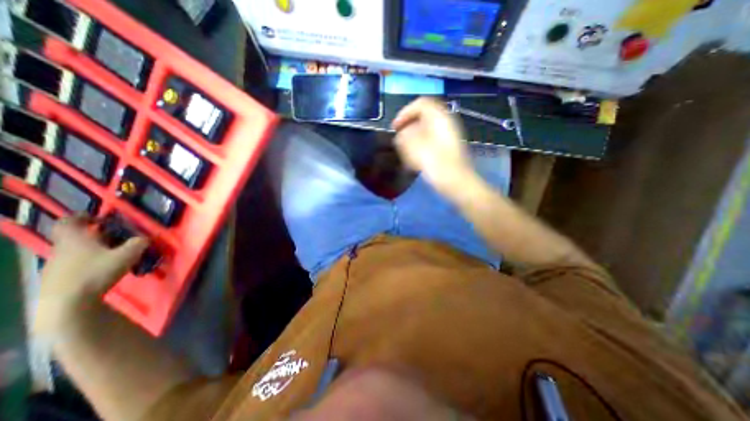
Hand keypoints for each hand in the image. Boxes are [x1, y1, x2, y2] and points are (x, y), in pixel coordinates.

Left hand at [33, 216, 147, 336]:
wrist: (67, 303)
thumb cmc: (97, 272)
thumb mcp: (127, 255)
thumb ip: (138, 244)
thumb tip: (145, 238)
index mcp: (75, 239)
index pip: (68, 222)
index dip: (81, 216)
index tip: (96, 216)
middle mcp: (62, 249)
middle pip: (73, 237)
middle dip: (93, 234)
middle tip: (113, 235)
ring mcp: (57, 265)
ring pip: (75, 251)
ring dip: (92, 249)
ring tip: (113, 252)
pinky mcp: (59, 279)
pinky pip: (76, 263)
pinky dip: (90, 261)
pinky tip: (104, 268)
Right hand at [393, 97, 473, 194]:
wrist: (457, 183)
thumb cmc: (436, 164)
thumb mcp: (415, 148)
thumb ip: (404, 136)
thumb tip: (401, 134)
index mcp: (440, 118)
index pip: (421, 104)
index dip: (405, 113)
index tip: (395, 128)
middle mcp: (445, 123)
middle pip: (423, 116)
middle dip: (408, 126)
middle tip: (398, 138)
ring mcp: (448, 136)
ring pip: (426, 129)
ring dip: (413, 137)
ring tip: (404, 150)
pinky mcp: (447, 148)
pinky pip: (430, 140)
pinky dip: (419, 145)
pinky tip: (414, 159)